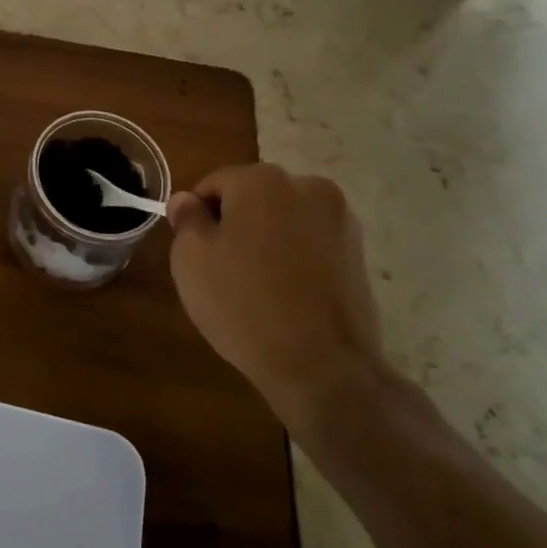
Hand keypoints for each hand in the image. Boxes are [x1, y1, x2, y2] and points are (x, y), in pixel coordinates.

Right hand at [167, 164, 391, 446]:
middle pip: (253, 197)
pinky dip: (296, 259)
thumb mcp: (191, 259)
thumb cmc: (243, 304)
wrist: (323, 367)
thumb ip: (187, 219)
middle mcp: (307, 187)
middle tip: (222, 270)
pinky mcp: (359, 253)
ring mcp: (340, 220)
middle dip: (236, 224)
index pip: (213, 185)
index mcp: (261, 180)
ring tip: (258, 287)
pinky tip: (287, 296)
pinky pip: (311, 245)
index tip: (194, 252)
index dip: (197, 217)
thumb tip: (187, 200)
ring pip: (285, 220)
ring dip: (268, 240)